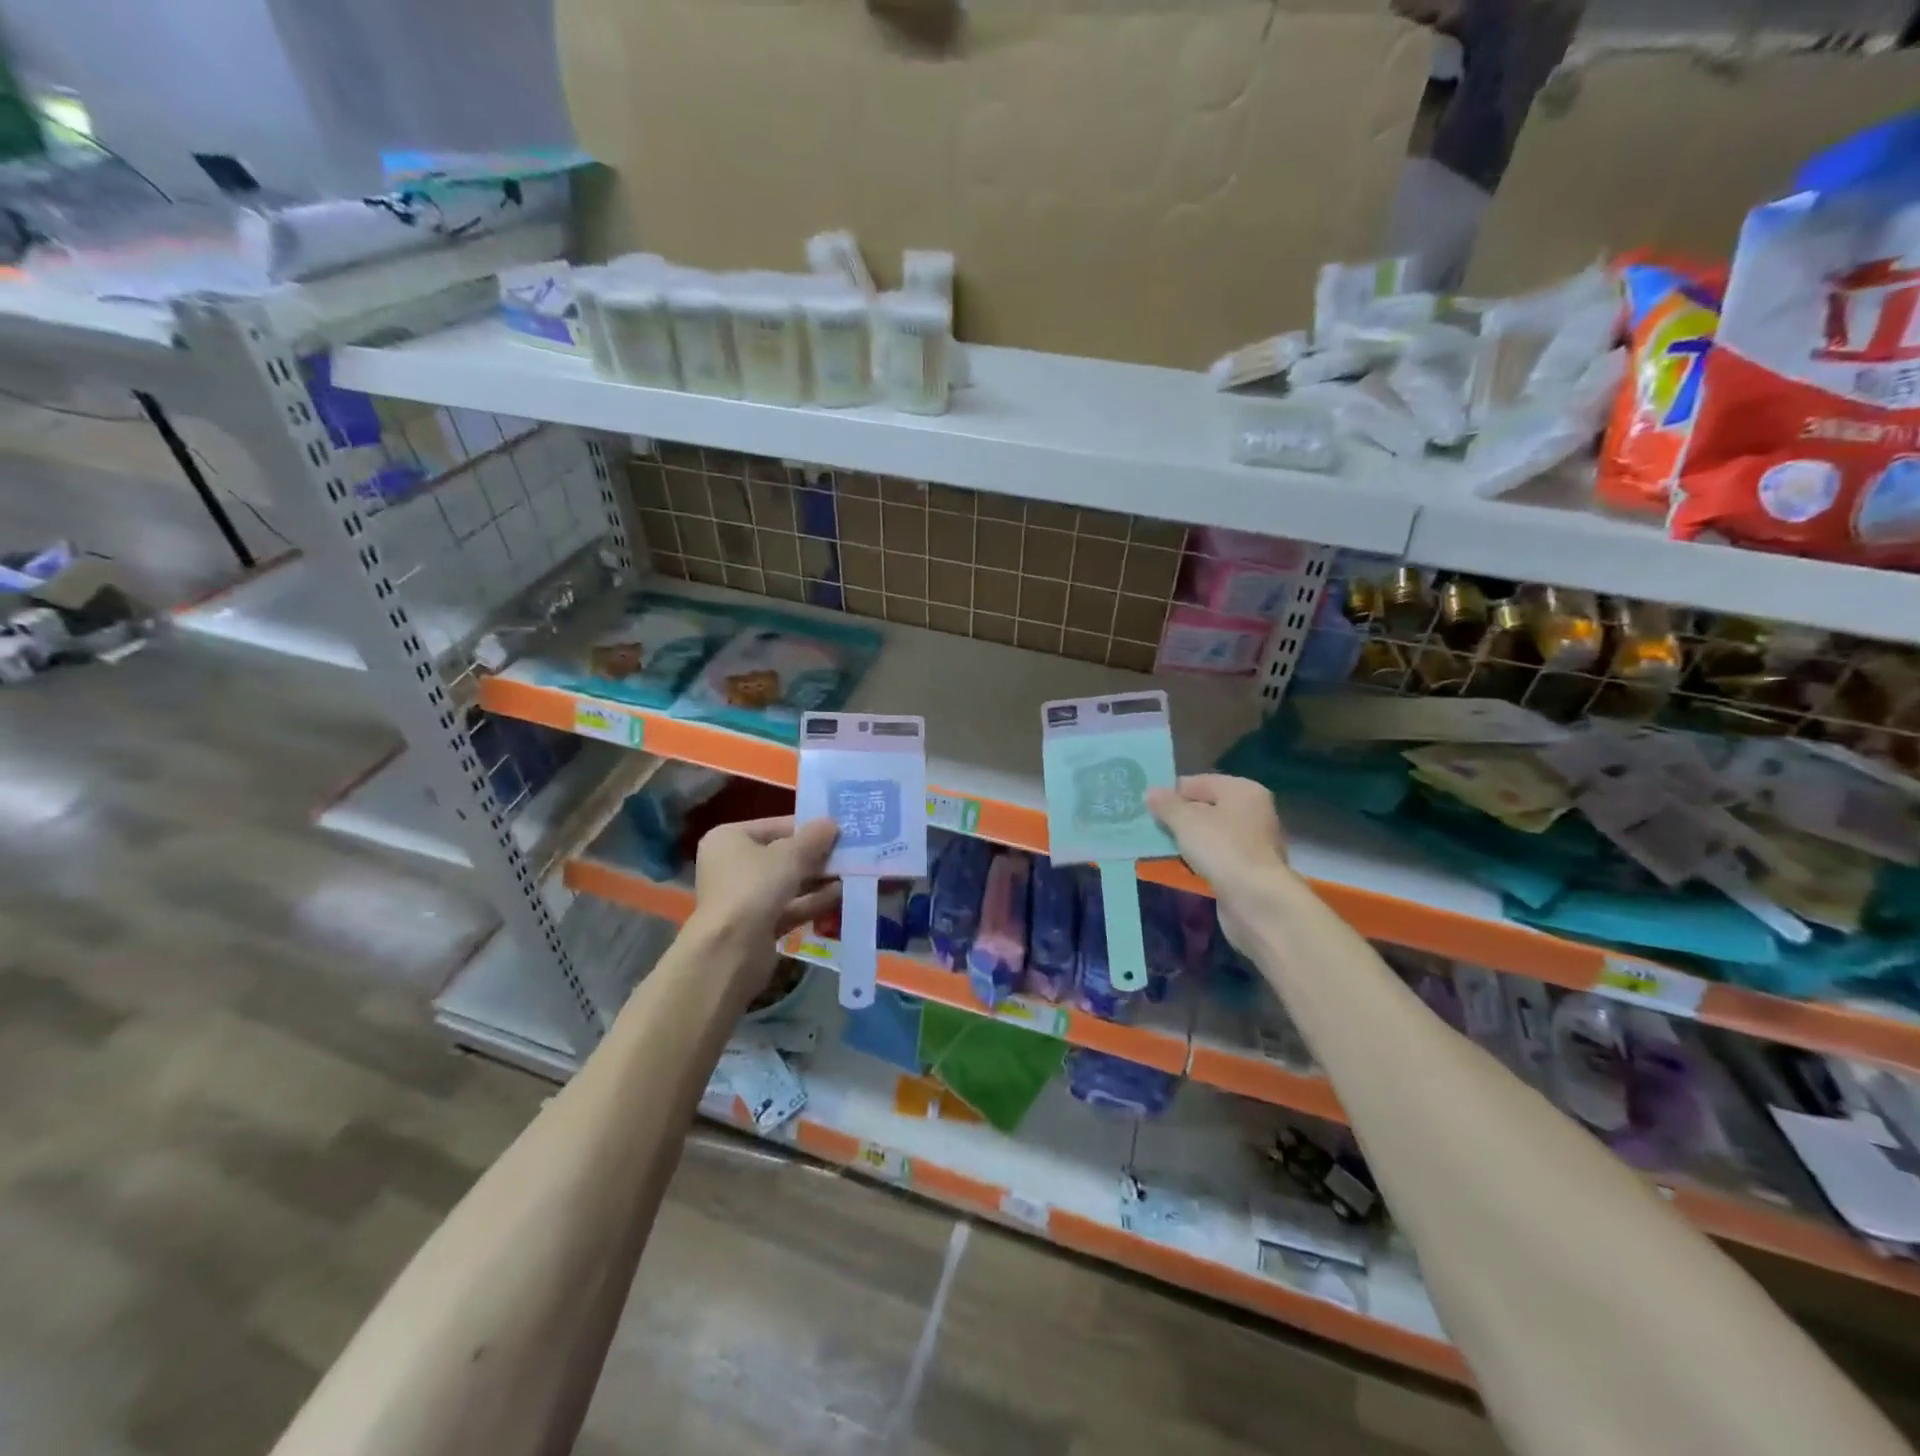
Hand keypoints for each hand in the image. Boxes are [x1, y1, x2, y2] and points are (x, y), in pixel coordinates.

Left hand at [690, 816, 840, 947]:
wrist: (731, 950)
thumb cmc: (755, 887)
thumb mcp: (790, 855)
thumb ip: (814, 837)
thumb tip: (832, 823)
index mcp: (728, 839)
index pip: (774, 826)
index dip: (807, 827)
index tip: (838, 829)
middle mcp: (731, 865)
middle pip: (781, 856)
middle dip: (815, 856)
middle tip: (849, 852)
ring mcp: (743, 898)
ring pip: (787, 883)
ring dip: (818, 879)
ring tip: (851, 872)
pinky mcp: (756, 926)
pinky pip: (788, 906)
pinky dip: (811, 901)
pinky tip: (840, 895)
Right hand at [1147, 774, 1289, 948]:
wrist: (1256, 900)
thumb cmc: (1221, 849)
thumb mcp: (1185, 821)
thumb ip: (1166, 804)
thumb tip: (1151, 792)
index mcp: (1242, 790)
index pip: (1198, 782)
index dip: (1171, 793)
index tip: (1146, 807)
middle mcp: (1252, 811)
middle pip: (1206, 807)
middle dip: (1178, 817)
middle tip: (1149, 826)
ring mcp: (1253, 842)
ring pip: (1210, 833)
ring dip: (1187, 840)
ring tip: (1160, 846)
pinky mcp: (1249, 869)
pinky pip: (1216, 855)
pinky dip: (1199, 859)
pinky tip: (1181, 866)